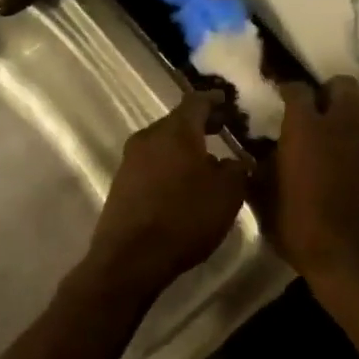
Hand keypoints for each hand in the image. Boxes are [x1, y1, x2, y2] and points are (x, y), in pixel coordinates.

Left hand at [83, 91, 247, 302]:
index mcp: (176, 130)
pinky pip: (152, 163)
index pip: (197, 102)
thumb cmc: (184, 217)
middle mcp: (149, 136)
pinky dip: (170, 164)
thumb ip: (236, 170)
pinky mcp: (122, 183)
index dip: (214, 100)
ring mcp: (130, 159)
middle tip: (222, 127)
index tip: (227, 100)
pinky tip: (183, 183)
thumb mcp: (227, 194)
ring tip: (207, 159)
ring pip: (163, 143)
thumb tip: (234, 161)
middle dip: (201, 124)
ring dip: (184, 147)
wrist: (130, 257)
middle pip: (178, 121)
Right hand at [256, 76, 358, 288]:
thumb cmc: (299, 226)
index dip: (286, 88)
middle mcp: (339, 126)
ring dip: (345, 108)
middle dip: (326, 90)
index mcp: (306, 128)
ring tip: (326, 126)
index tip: (277, 94)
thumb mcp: (263, 199)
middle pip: (342, 85)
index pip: (298, 90)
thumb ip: (257, 170)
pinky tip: (336, 153)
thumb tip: (252, 156)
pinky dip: (353, 133)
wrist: (350, 258)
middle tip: (309, 107)